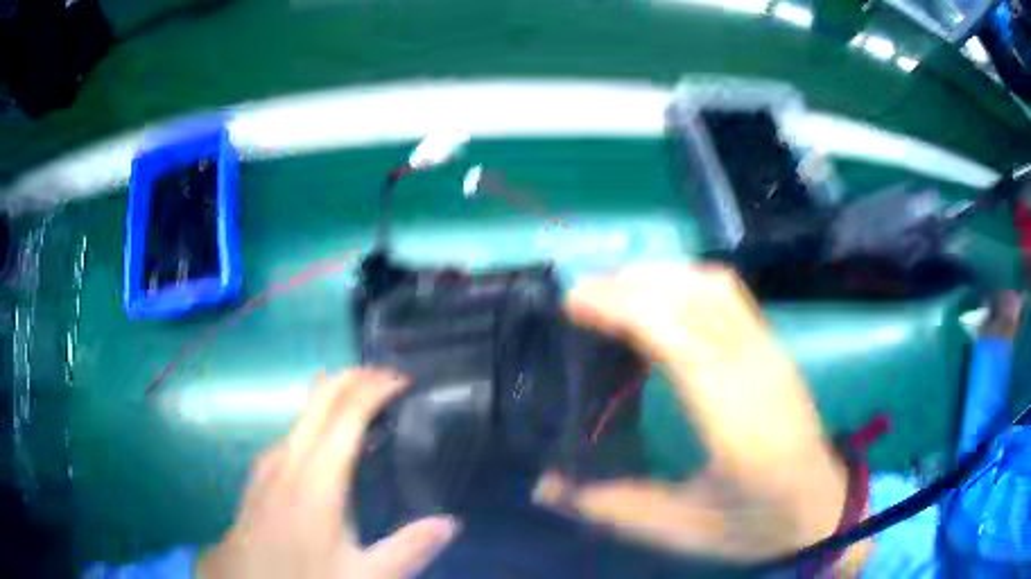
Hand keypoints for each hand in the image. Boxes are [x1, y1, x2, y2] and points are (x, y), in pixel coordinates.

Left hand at [198, 369, 456, 578]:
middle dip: (353, 377)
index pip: (346, 415)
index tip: (403, 379)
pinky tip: (324, 439)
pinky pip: (291, 431)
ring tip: (364, 400)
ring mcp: (269, 464)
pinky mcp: (260, 474)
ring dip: (334, 395)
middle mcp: (289, 460)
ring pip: (302, 412)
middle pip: (319, 398)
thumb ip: (409, 549)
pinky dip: (316, 417)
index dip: (374, 389)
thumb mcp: (366, 577)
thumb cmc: (306, 578)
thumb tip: (450, 522)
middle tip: (388, 375)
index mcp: (316, 480)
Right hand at [535, 263, 848, 562]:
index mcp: (737, 423)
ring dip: (660, 276)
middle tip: (581, 297)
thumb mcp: (681, 530)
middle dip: (632, 285)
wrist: (821, 508)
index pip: (682, 341)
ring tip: (615, 291)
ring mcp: (772, 353)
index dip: (627, 310)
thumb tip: (544, 487)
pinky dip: (687, 281)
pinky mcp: (775, 347)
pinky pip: (730, 294)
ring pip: (716, 287)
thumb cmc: (755, 523)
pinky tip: (663, 299)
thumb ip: (612, 508)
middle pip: (697, 299)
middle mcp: (758, 372)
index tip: (575, 303)